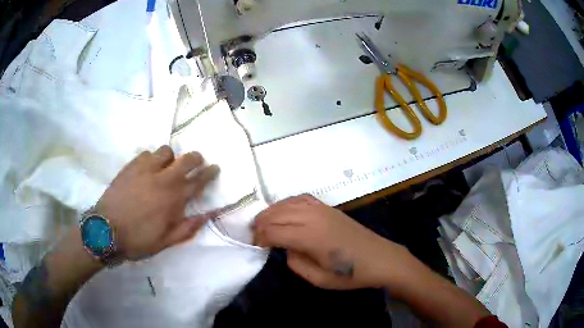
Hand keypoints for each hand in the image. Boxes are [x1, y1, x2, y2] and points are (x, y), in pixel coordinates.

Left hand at [94, 145, 219, 260]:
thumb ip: (188, 227)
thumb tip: (208, 215)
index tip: (215, 168)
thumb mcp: (166, 241)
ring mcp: (146, 169)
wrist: (106, 230)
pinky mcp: (131, 166)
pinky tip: (147, 169)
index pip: (199, 181)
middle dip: (196, 158)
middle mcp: (163, 179)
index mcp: (174, 199)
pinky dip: (151, 159)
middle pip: (187, 158)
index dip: (210, 173)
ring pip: (166, 151)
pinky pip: (146, 153)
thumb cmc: (138, 239)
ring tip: (166, 168)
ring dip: (171, 158)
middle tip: (196, 162)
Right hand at [253, 194, 414, 289]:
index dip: (260, 238)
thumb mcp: (318, 279)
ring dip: (271, 212)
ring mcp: (321, 209)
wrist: (379, 258)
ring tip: (263, 223)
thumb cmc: (350, 274)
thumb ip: (295, 263)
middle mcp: (313, 217)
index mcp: (310, 237)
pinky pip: (301, 198)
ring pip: (286, 203)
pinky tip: (283, 210)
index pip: (274, 231)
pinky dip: (287, 203)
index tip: (256, 247)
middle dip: (261, 224)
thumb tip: (286, 248)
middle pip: (276, 214)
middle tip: (255, 236)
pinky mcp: (328, 208)